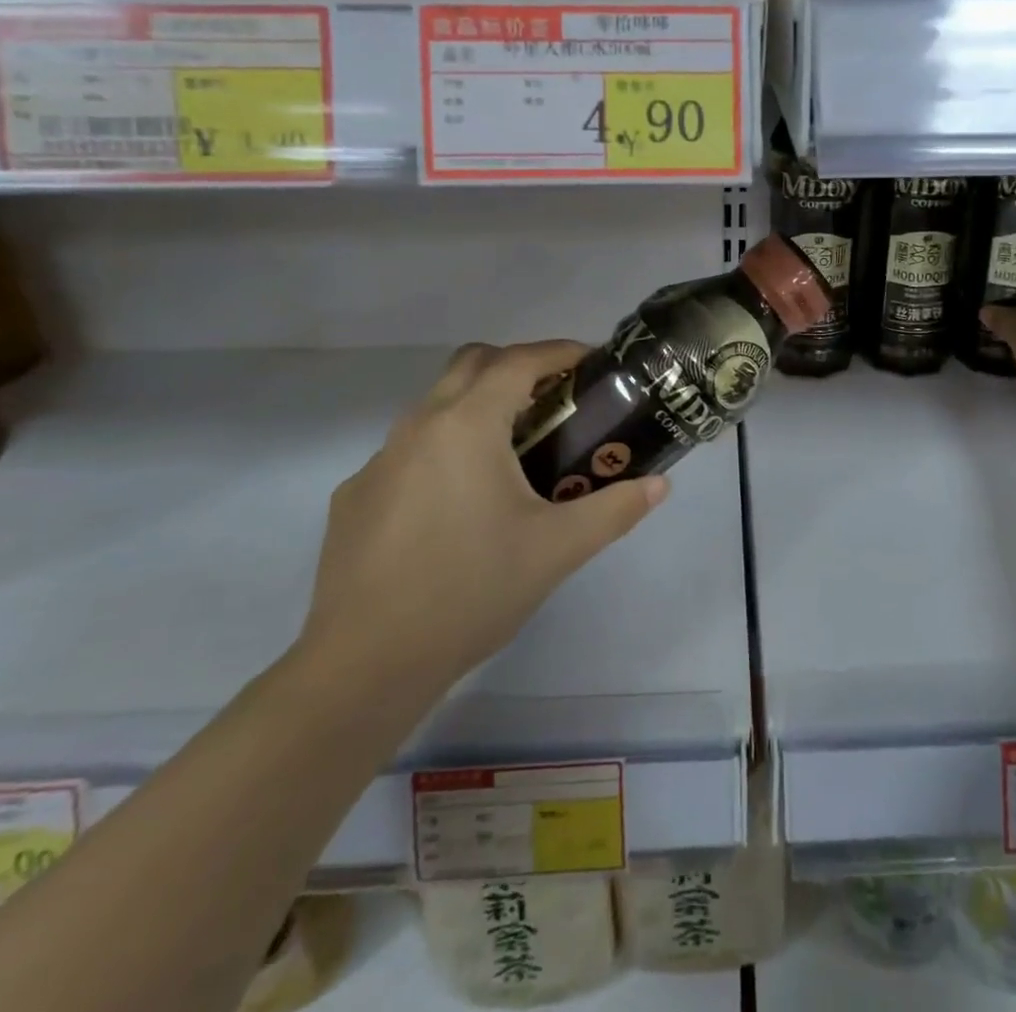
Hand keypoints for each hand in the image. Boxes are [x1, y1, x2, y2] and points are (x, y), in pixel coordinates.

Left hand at [298, 341, 667, 706]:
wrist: (367, 662)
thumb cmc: (472, 590)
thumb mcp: (558, 549)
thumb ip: (615, 509)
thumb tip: (659, 485)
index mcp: (467, 425)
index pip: (518, 361)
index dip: (559, 352)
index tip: (590, 363)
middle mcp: (418, 426)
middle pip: (471, 364)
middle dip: (516, 367)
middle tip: (554, 402)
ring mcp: (379, 460)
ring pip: (436, 406)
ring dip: (477, 408)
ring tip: (513, 455)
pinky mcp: (356, 496)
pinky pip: (408, 452)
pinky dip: (443, 452)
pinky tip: (456, 508)